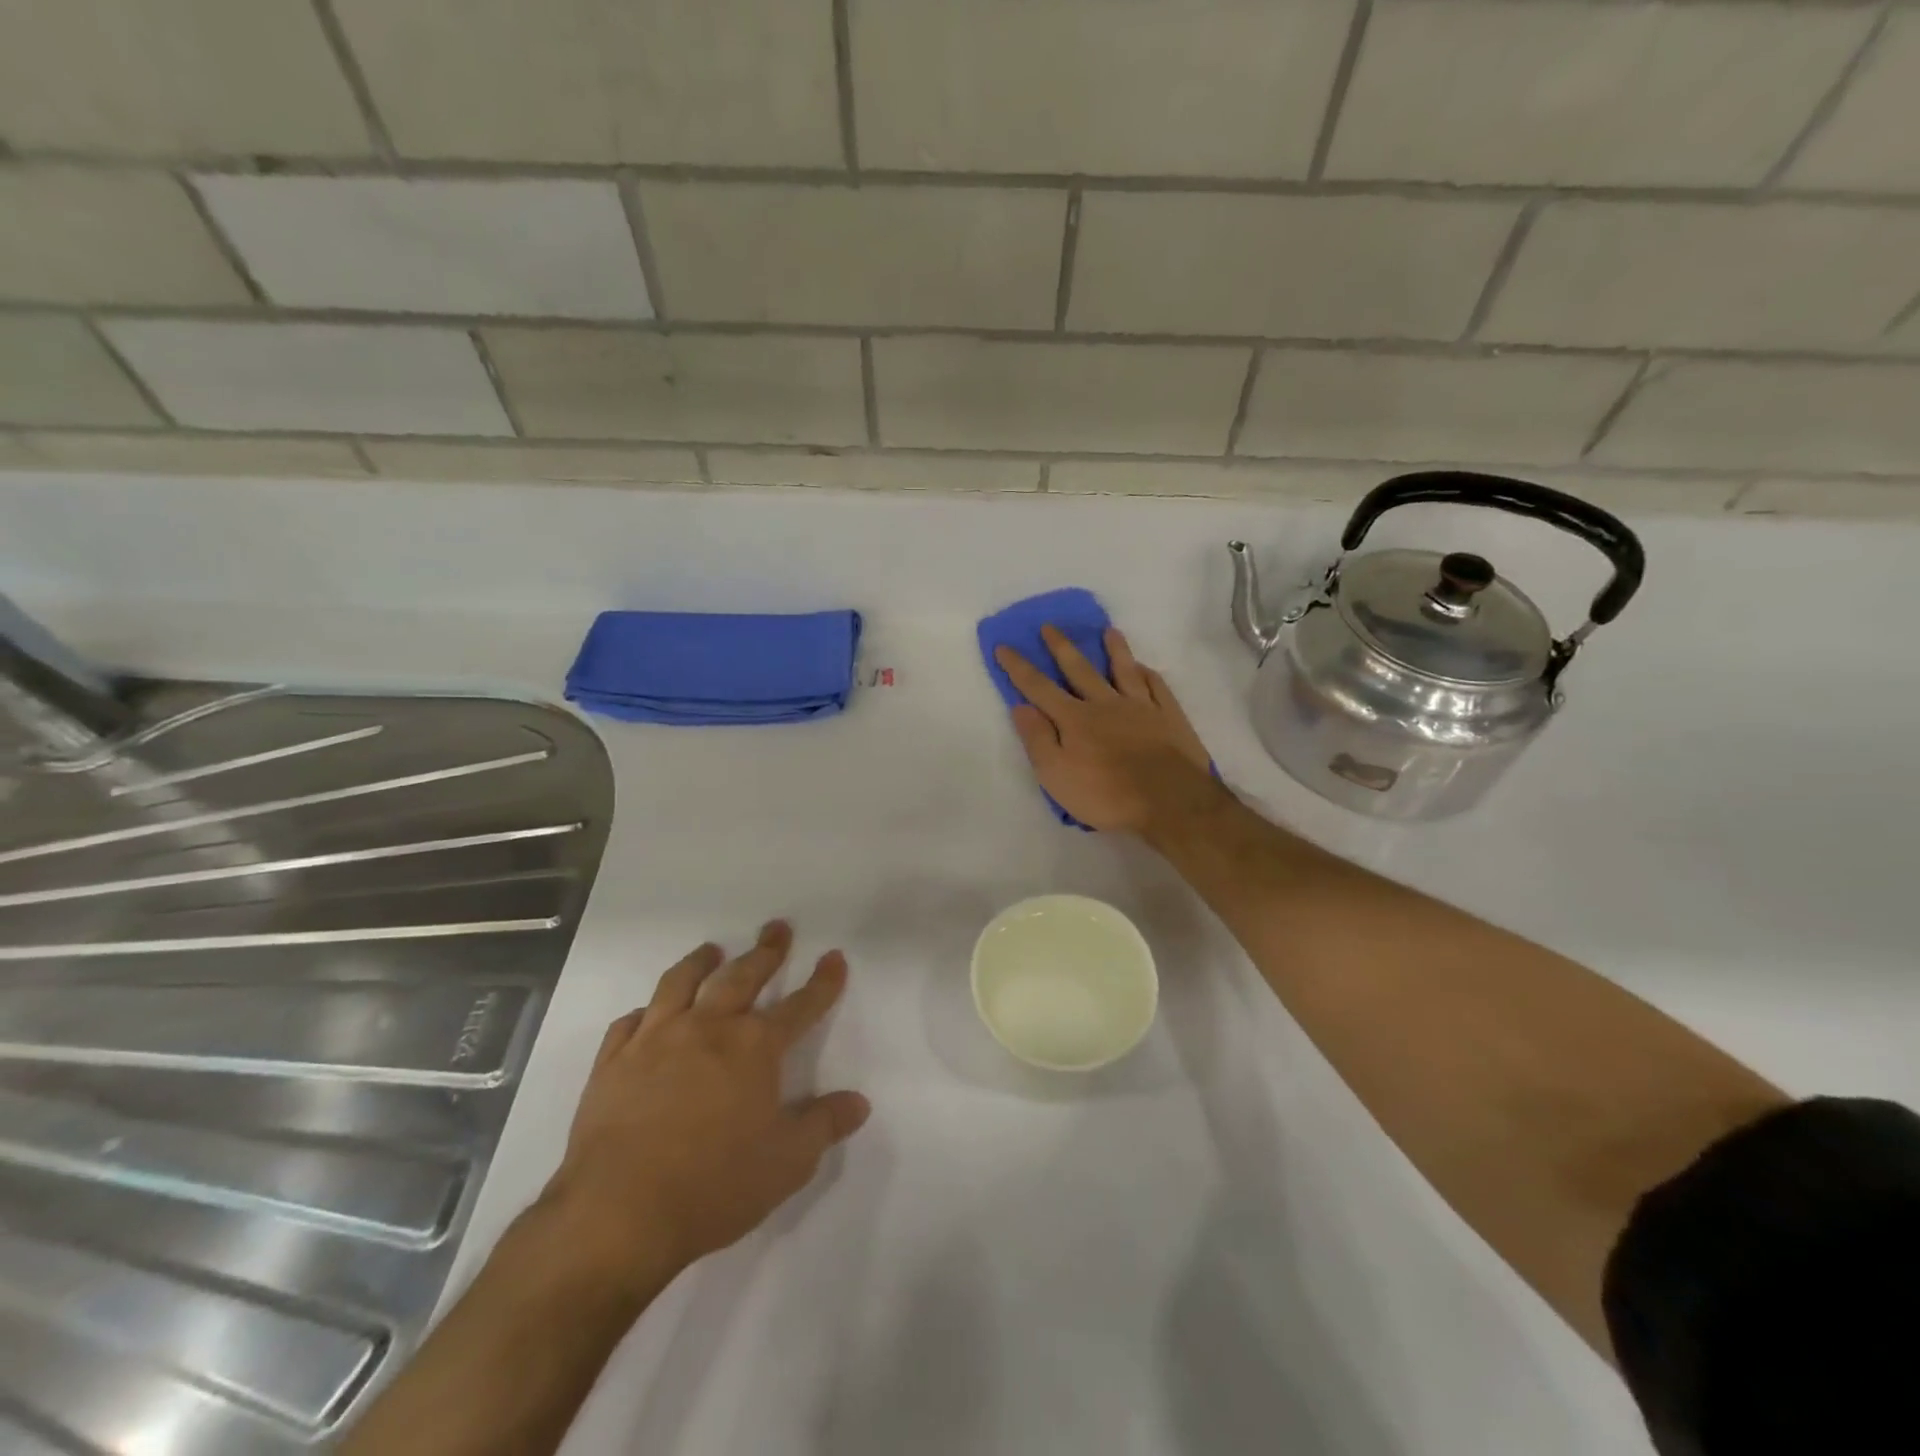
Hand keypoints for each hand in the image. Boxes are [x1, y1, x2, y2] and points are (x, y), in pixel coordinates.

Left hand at [537, 922, 870, 1297]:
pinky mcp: (614, 1062)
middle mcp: (707, 1028)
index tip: (833, 956)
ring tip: (712, 950)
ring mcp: (655, 1039)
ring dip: (701, 962)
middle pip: (742, 976)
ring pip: (681, 983)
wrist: (617, 1213)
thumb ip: (824, 1125)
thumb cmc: (714, 1186)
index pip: (800, 1005)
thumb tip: (859, 1102)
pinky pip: (630, 1022)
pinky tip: (648, 1013)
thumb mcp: (787, 1163)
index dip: (822, 981)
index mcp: (754, 1047)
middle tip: (776, 928)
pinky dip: (645, 1011)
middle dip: (765, 951)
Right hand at [994, 625, 1222, 835]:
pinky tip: (1144, 667)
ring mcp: (1140, 707)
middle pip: (1079, 669)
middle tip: (1049, 626)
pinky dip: (1147, 674)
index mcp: (1074, 719)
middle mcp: (1105, 704)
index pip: (1039, 688)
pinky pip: (1156, 686)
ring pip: (1124, 670)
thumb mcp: (1056, 775)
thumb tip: (1020, 706)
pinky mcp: (1169, 717)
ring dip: (1114, 649)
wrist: (1170, 800)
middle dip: (1061, 647)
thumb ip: (1037, 739)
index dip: (1019, 667)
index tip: (1004, 646)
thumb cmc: (1106, 794)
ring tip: (1108, 630)